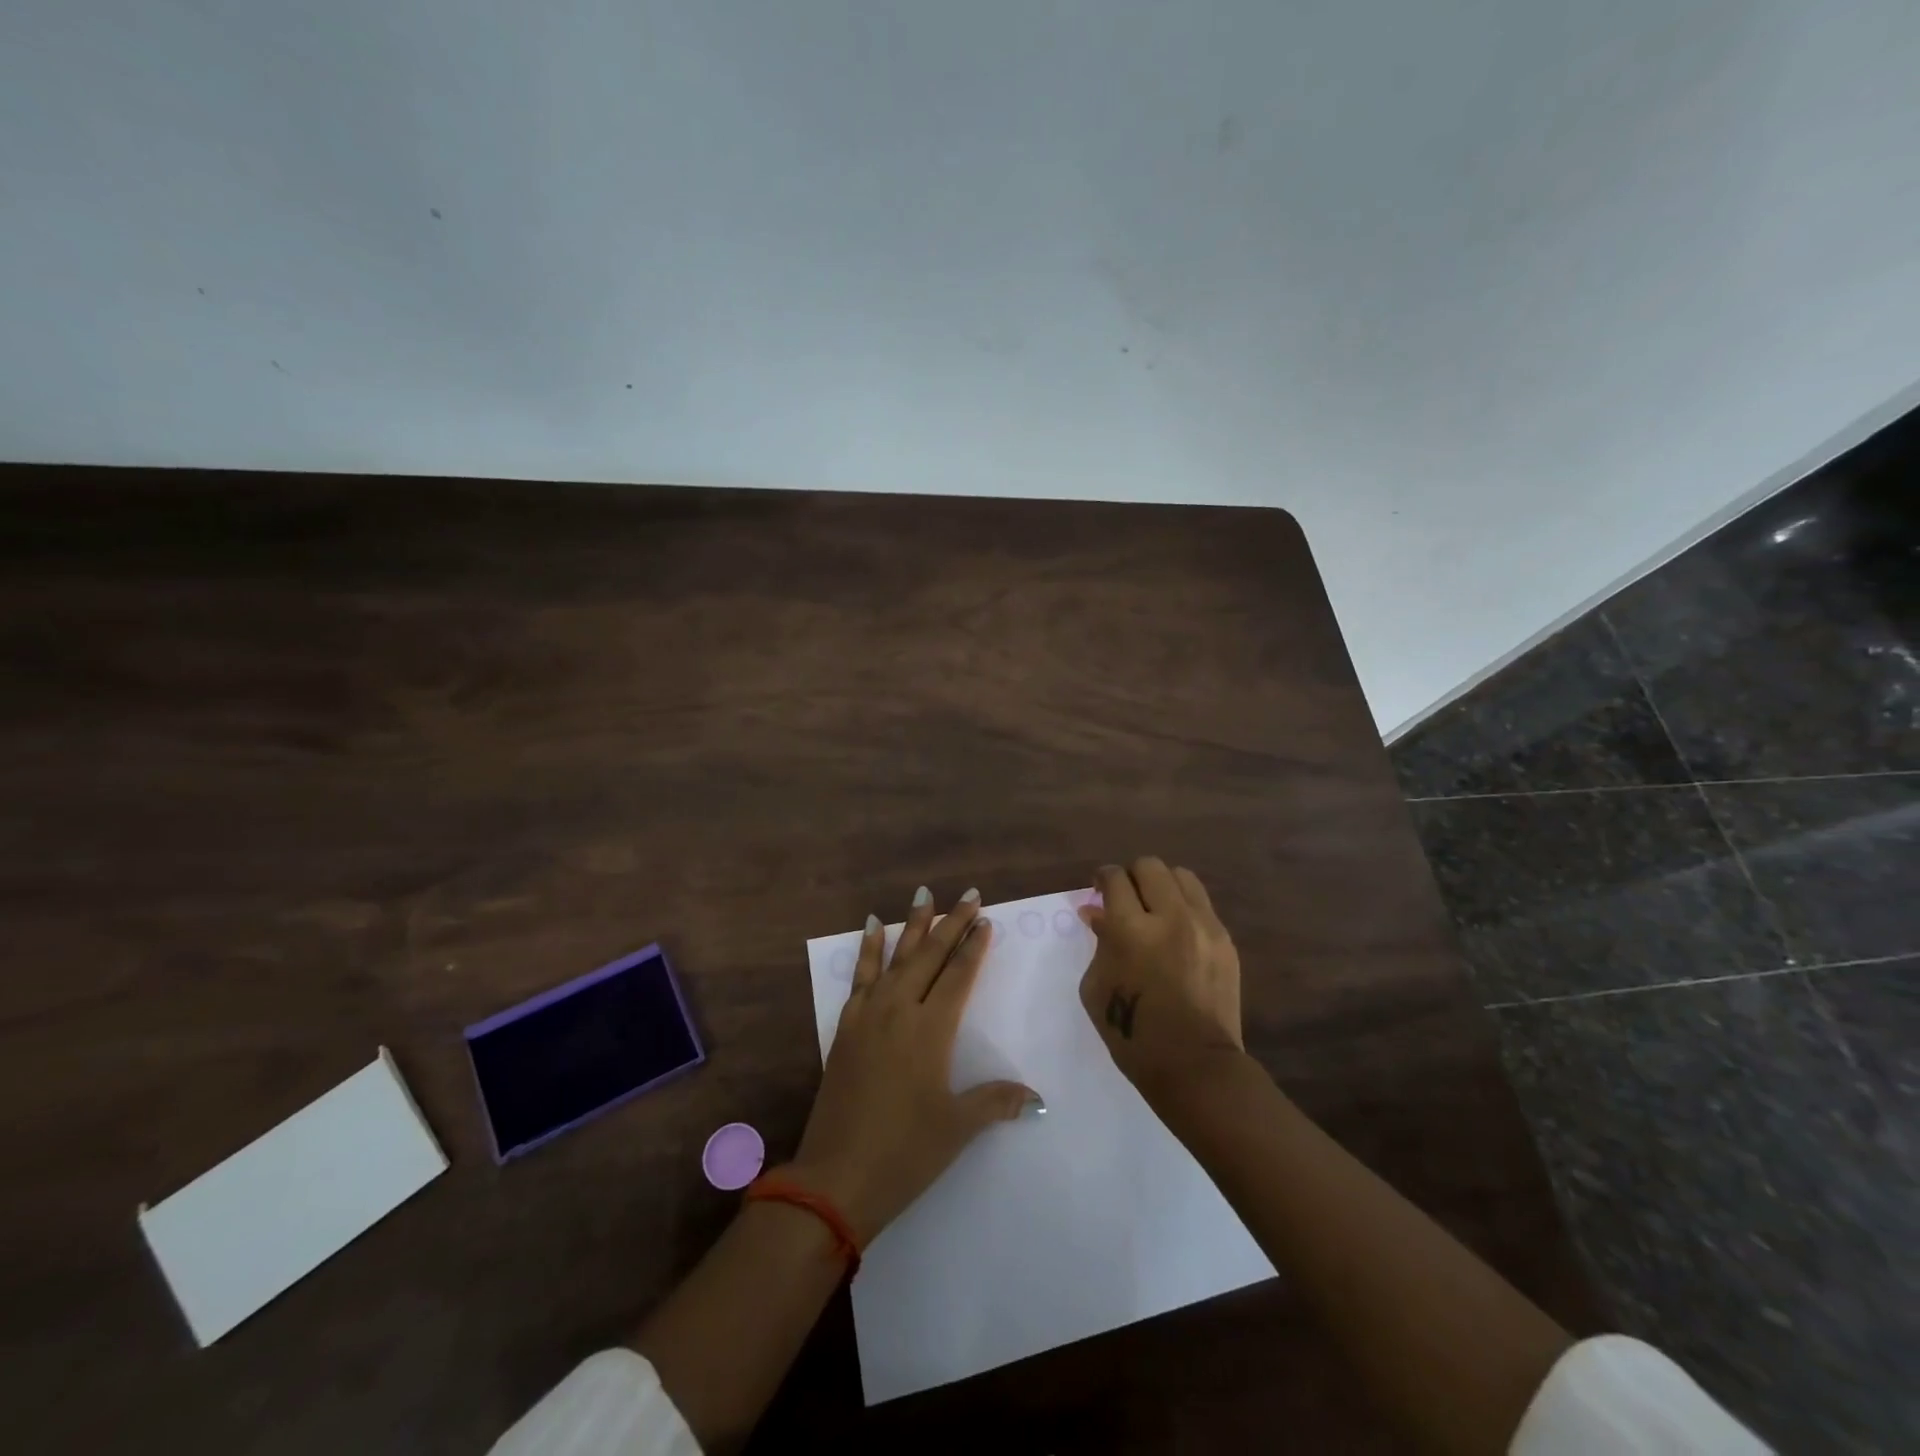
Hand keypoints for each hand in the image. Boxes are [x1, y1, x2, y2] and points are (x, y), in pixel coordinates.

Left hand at [788, 887, 1038, 1244]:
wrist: (835, 1176)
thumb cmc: (904, 1152)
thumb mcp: (956, 1128)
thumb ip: (995, 1102)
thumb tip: (1037, 1098)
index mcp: (931, 1030)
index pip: (958, 975)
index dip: (974, 946)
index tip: (985, 919)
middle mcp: (900, 1009)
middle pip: (930, 955)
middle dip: (951, 923)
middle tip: (967, 893)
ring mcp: (869, 1014)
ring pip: (896, 956)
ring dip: (912, 925)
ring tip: (923, 895)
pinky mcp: (846, 1025)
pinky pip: (861, 975)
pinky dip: (868, 948)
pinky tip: (871, 928)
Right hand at [1079, 859, 1244, 1102]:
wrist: (1194, 1066)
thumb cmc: (1132, 1033)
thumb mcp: (1096, 987)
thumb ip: (1098, 942)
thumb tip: (1097, 913)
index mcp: (1130, 929)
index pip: (1115, 879)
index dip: (1102, 878)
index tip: (1099, 888)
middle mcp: (1169, 917)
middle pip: (1150, 866)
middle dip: (1132, 876)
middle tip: (1126, 897)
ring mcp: (1204, 926)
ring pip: (1181, 876)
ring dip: (1162, 885)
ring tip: (1155, 907)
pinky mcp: (1225, 940)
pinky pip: (1202, 904)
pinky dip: (1184, 907)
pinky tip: (1177, 931)